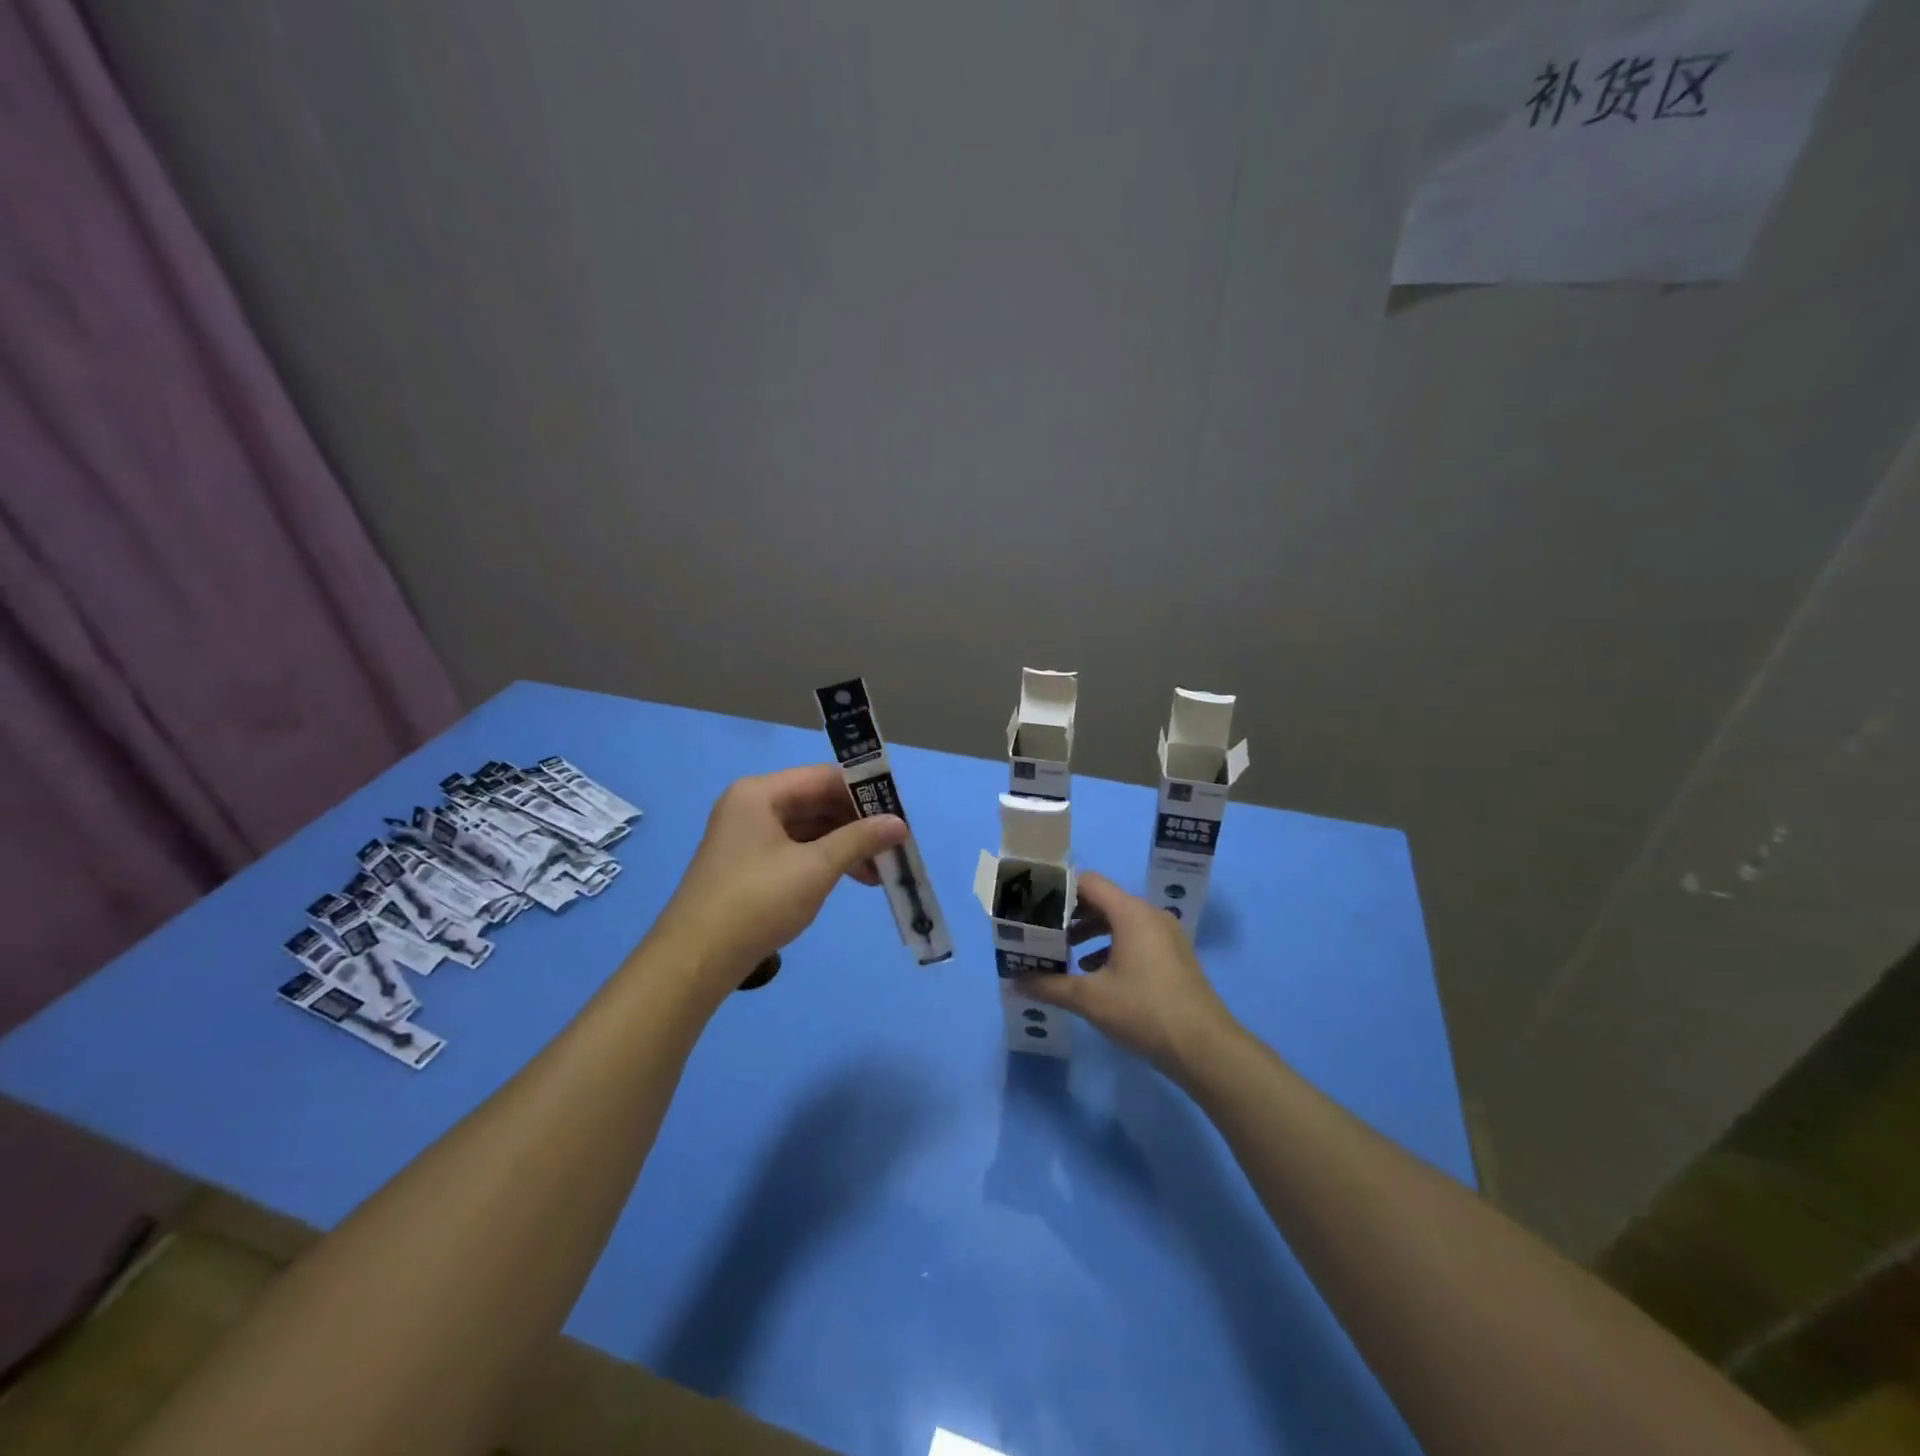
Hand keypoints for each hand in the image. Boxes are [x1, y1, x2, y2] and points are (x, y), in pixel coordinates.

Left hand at [650, 766, 907, 995]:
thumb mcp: (816, 868)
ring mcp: (746, 834)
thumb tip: (900, 823)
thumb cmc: (757, 902)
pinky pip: (794, 848)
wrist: (696, 960)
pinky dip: (822, 860)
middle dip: (856, 824)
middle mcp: (750, 805)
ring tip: (878, 872)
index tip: (898, 814)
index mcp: (760, 793)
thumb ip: (859, 840)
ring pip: (807, 828)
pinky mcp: (746, 863)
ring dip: (843, 845)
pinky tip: (848, 878)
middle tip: (892, 846)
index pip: (824, 777)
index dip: (864, 793)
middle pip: (816, 801)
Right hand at [1013, 871, 1236, 1078]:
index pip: (1088, 882)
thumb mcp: (1090, 999)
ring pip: (1118, 920)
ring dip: (1089, 931)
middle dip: (1069, 913)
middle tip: (1041, 928)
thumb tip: (1016, 980)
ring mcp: (1165, 935)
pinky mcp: (1173, 956)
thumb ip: (1050, 985)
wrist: (1205, 1048)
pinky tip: (1093, 972)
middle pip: (1102, 899)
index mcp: (1130, 913)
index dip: (1058, 888)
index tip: (1033, 902)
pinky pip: (1134, 937)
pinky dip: (1110, 945)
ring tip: (1062, 950)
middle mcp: (1149, 915)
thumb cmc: (1145, 1012)